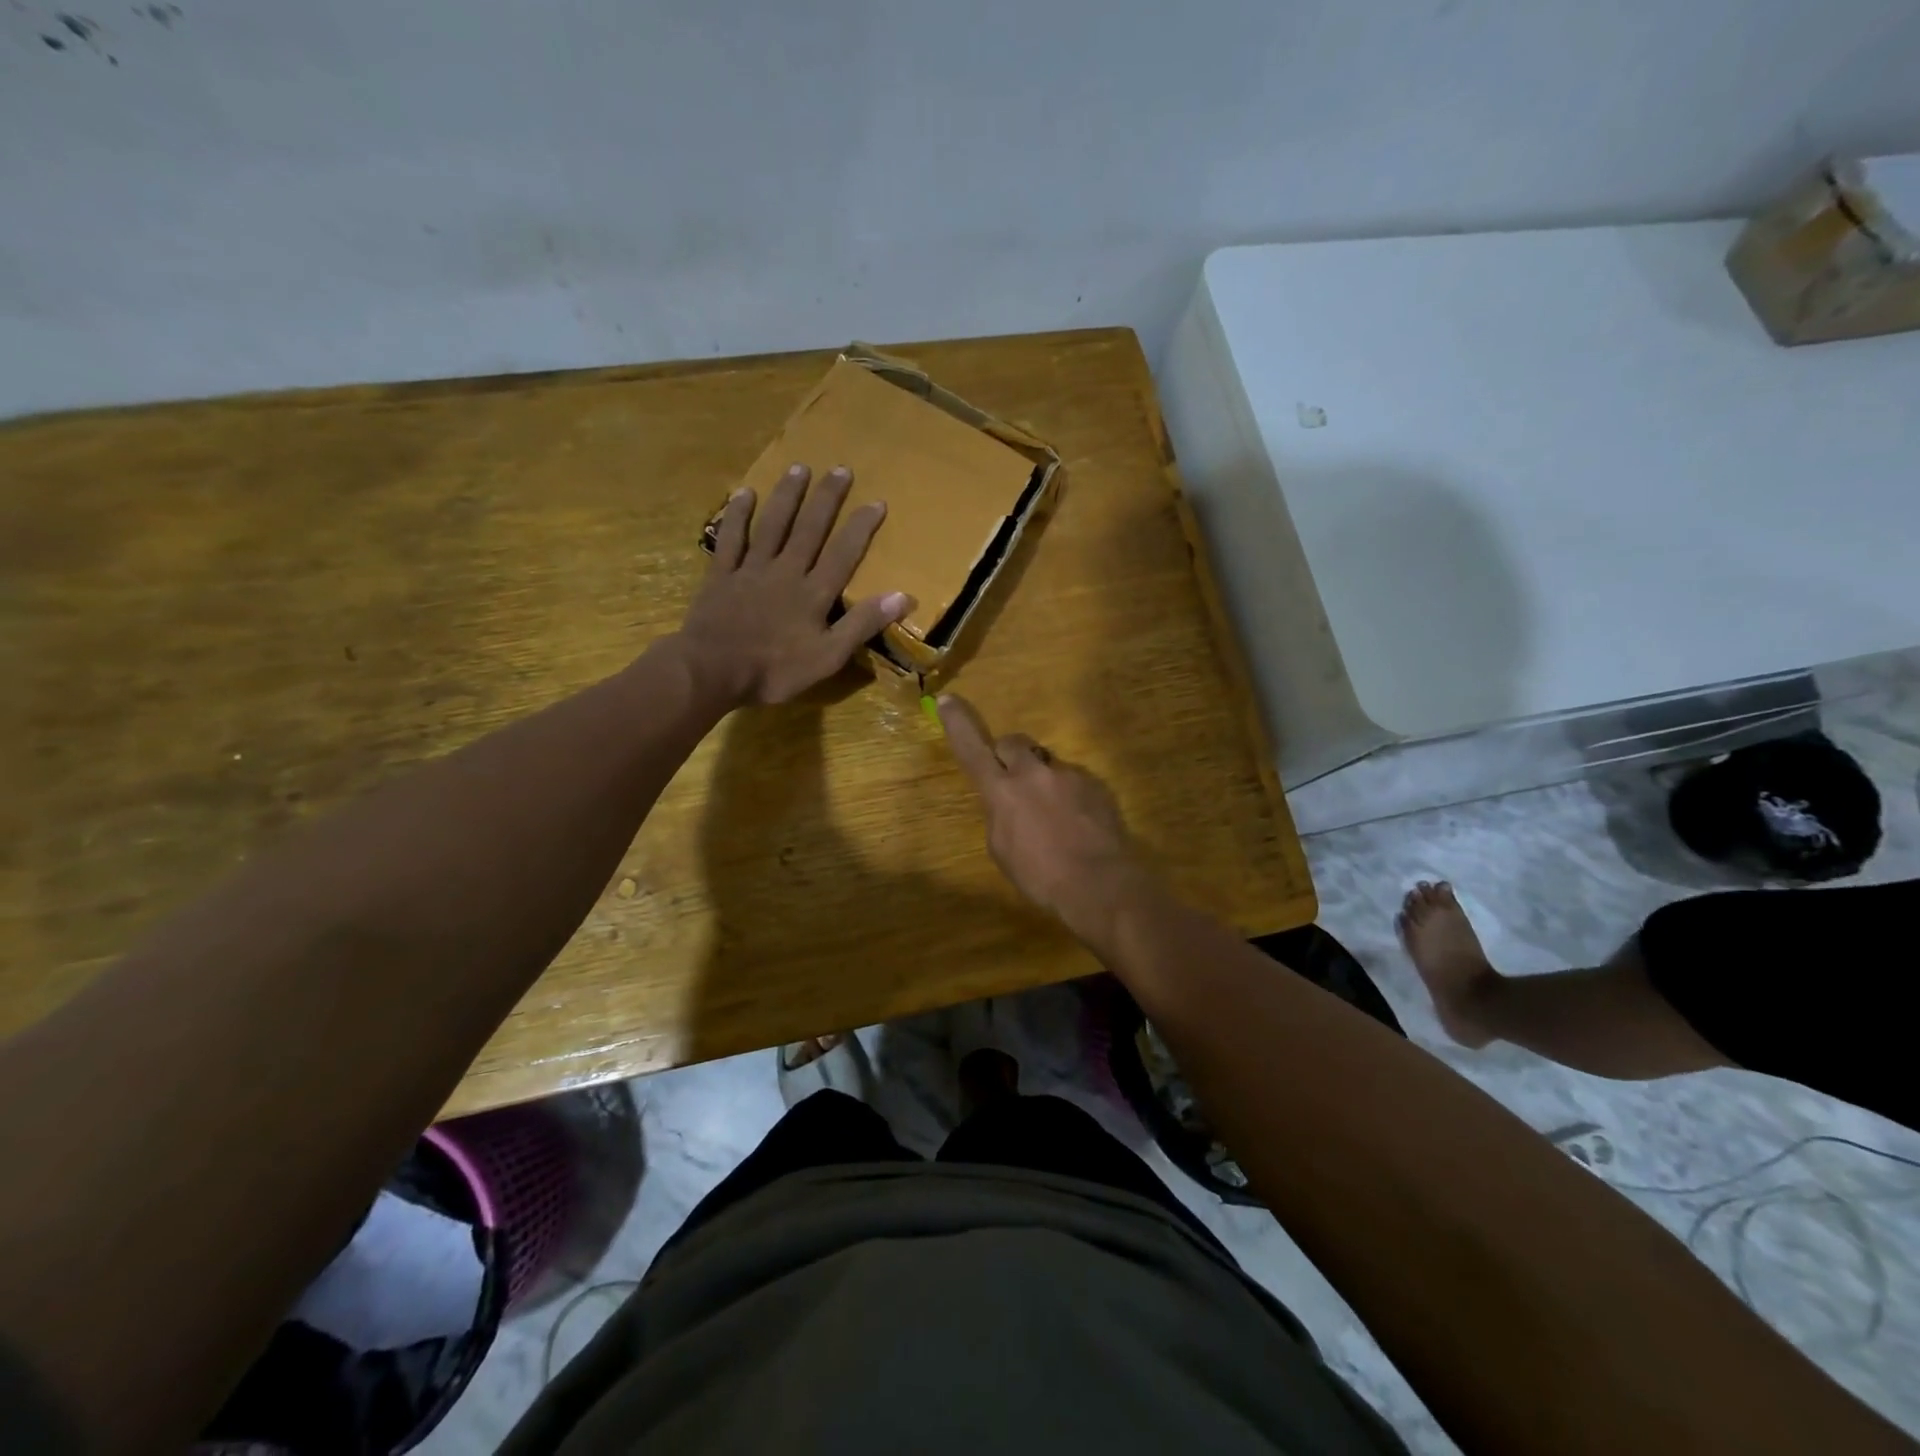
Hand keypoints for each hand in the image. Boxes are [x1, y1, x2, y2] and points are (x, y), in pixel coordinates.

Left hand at [679, 464, 913, 707]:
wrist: (712, 671)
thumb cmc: (774, 670)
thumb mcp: (828, 657)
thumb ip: (862, 625)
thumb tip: (902, 596)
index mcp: (813, 593)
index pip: (843, 553)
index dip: (861, 527)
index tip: (876, 501)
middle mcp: (786, 571)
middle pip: (809, 529)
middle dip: (827, 499)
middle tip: (840, 469)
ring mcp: (751, 570)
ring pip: (773, 525)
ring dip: (787, 496)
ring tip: (799, 468)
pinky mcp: (721, 575)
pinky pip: (731, 539)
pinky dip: (738, 515)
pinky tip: (745, 493)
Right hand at [937, 694, 1158, 944]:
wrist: (1099, 882)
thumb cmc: (1041, 876)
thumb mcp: (1002, 849)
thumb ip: (1000, 814)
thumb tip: (1007, 802)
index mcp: (1001, 791)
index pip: (972, 749)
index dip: (957, 724)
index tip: (947, 699)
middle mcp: (1032, 773)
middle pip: (1012, 743)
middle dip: (1009, 756)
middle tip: (1015, 783)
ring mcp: (1067, 774)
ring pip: (1046, 763)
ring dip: (1043, 779)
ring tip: (1056, 815)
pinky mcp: (1095, 782)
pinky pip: (1073, 779)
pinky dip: (1070, 794)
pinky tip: (1078, 822)